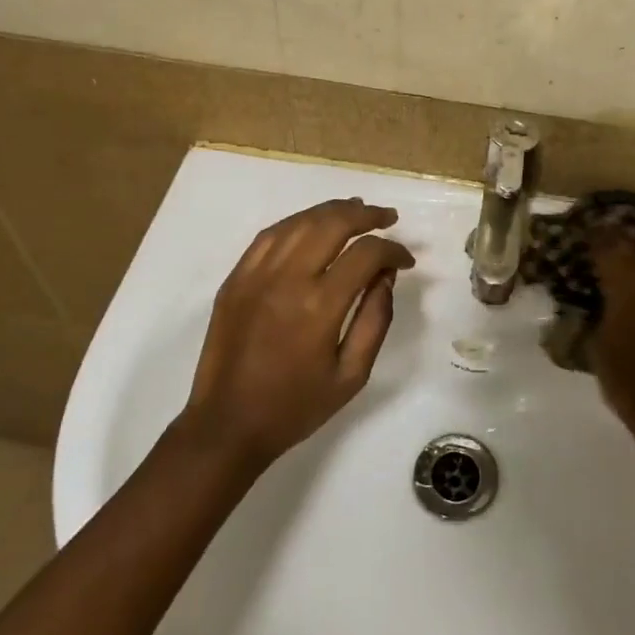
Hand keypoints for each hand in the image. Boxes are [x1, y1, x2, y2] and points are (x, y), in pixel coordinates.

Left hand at [181, 198, 414, 468]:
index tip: (406, 261)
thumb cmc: (296, 406)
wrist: (228, 424)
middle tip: (388, 218)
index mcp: (319, 306)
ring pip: (299, 222)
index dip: (392, 250)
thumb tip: (386, 276)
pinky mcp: (236, 279)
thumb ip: (375, 319)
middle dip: (366, 215)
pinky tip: (313, 224)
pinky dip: (297, 222)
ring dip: (332, 211)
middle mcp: (286, 278)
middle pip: (332, 223)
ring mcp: (255, 274)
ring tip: (357, 209)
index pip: (365, 254)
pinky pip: (269, 235)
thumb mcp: (352, 374)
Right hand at [587, 228, 634, 424]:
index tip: (588, 227)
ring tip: (630, 241)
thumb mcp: (595, 346)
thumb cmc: (621, 379)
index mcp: (622, 297)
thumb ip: (594, 319)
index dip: (598, 242)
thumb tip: (591, 303)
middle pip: (632, 259)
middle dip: (618, 242)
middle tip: (606, 226)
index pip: (608, 260)